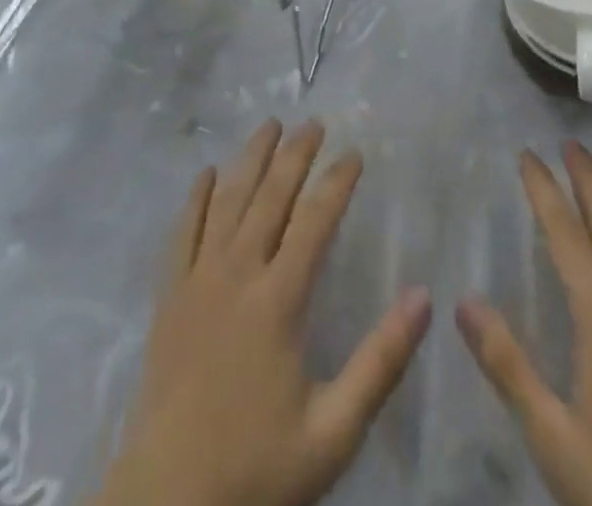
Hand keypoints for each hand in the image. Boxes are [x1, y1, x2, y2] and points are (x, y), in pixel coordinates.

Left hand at [97, 120, 432, 505]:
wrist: (167, 504)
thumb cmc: (256, 468)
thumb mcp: (334, 431)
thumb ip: (381, 362)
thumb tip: (424, 297)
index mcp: (279, 300)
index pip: (315, 220)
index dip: (337, 181)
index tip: (355, 153)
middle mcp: (238, 274)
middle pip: (270, 196)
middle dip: (295, 154)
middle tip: (314, 123)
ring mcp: (198, 280)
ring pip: (227, 200)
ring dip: (250, 158)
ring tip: (269, 125)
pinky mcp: (170, 296)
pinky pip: (183, 232)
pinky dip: (196, 197)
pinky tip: (206, 174)